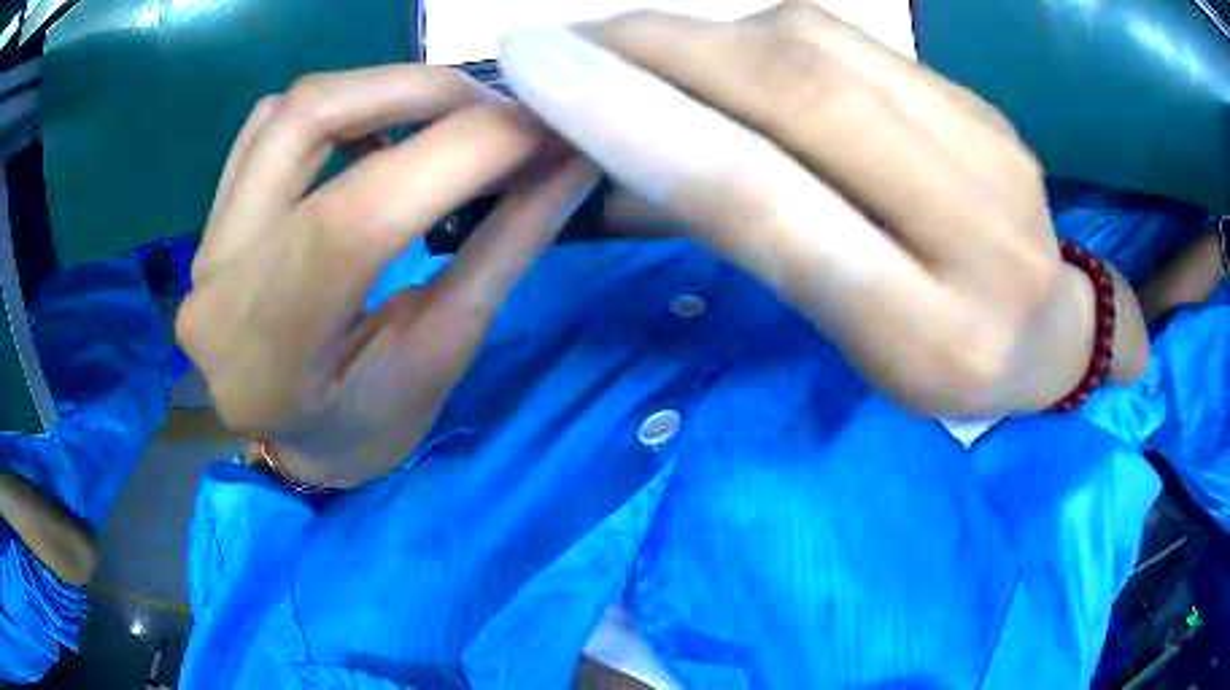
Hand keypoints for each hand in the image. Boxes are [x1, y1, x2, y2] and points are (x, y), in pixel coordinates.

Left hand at [177, 66, 598, 486]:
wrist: (292, 439)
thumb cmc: (367, 426)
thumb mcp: (442, 357)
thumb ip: (502, 250)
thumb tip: (570, 162)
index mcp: (271, 356)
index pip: (359, 217)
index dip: (465, 150)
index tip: (549, 132)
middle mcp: (218, 283)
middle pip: (311, 120)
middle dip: (427, 92)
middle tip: (503, 114)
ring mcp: (206, 242)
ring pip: (292, 108)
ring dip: (388, 89)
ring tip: (452, 118)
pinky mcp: (213, 217)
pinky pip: (271, 123)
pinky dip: (344, 105)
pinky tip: (383, 133)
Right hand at [499, 1, 1147, 415]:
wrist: (1054, 334)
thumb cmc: (949, 367)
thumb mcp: (854, 342)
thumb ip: (753, 247)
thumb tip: (624, 180)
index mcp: (927, 330)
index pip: (768, 200)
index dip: (639, 123)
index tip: (543, 76)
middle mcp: (975, 226)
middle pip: (799, 90)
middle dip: (660, 47)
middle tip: (569, 42)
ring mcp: (989, 144)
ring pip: (821, 44)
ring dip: (706, 34)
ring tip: (639, 49)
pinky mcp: (982, 102)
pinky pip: (854, 41)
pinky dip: (763, 34)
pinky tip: (728, 52)